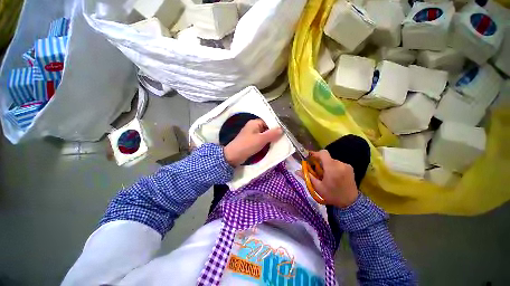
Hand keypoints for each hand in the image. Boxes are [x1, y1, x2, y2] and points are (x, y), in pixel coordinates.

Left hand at [224, 119, 282, 166]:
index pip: (268, 122)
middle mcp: (253, 127)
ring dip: (270, 139)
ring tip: (278, 143)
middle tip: (281, 139)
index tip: (283, 133)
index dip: (275, 127)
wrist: (234, 156)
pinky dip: (265, 143)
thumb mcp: (261, 139)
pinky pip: (260, 140)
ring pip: (264, 135)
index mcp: (254, 123)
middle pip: (266, 129)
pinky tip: (271, 146)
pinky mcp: (251, 141)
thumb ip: (272, 134)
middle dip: (273, 134)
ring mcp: (251, 134)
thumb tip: (282, 129)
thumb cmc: (247, 145)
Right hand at [298, 150, 358, 207]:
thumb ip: (307, 177)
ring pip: (332, 160)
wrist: (351, 203)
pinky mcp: (350, 168)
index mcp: (332, 168)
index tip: (310, 158)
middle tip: (317, 171)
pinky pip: (338, 163)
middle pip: (326, 157)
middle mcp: (340, 164)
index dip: (315, 154)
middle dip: (320, 162)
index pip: (323, 153)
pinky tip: (334, 176)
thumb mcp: (318, 187)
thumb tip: (296, 171)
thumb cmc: (332, 195)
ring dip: (327, 165)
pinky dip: (333, 167)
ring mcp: (346, 166)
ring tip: (326, 175)